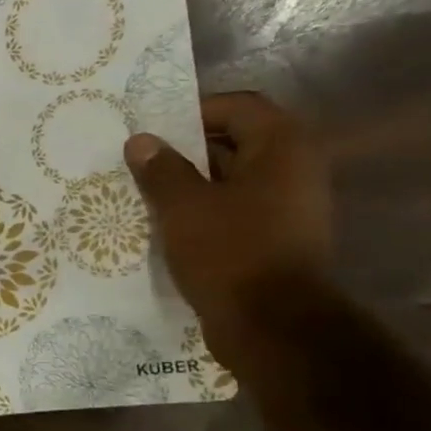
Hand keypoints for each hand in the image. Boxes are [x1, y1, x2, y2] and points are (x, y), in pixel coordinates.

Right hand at [124, 92, 330, 372]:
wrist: (271, 324)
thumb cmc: (229, 251)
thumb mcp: (184, 207)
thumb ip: (161, 170)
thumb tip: (141, 141)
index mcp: (281, 147)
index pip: (237, 106)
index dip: (192, 110)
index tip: (150, 128)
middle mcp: (293, 169)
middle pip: (234, 141)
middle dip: (183, 149)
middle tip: (138, 159)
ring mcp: (286, 206)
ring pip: (229, 179)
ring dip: (188, 182)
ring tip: (142, 192)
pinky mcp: (273, 237)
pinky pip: (232, 209)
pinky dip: (200, 210)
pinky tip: (163, 223)